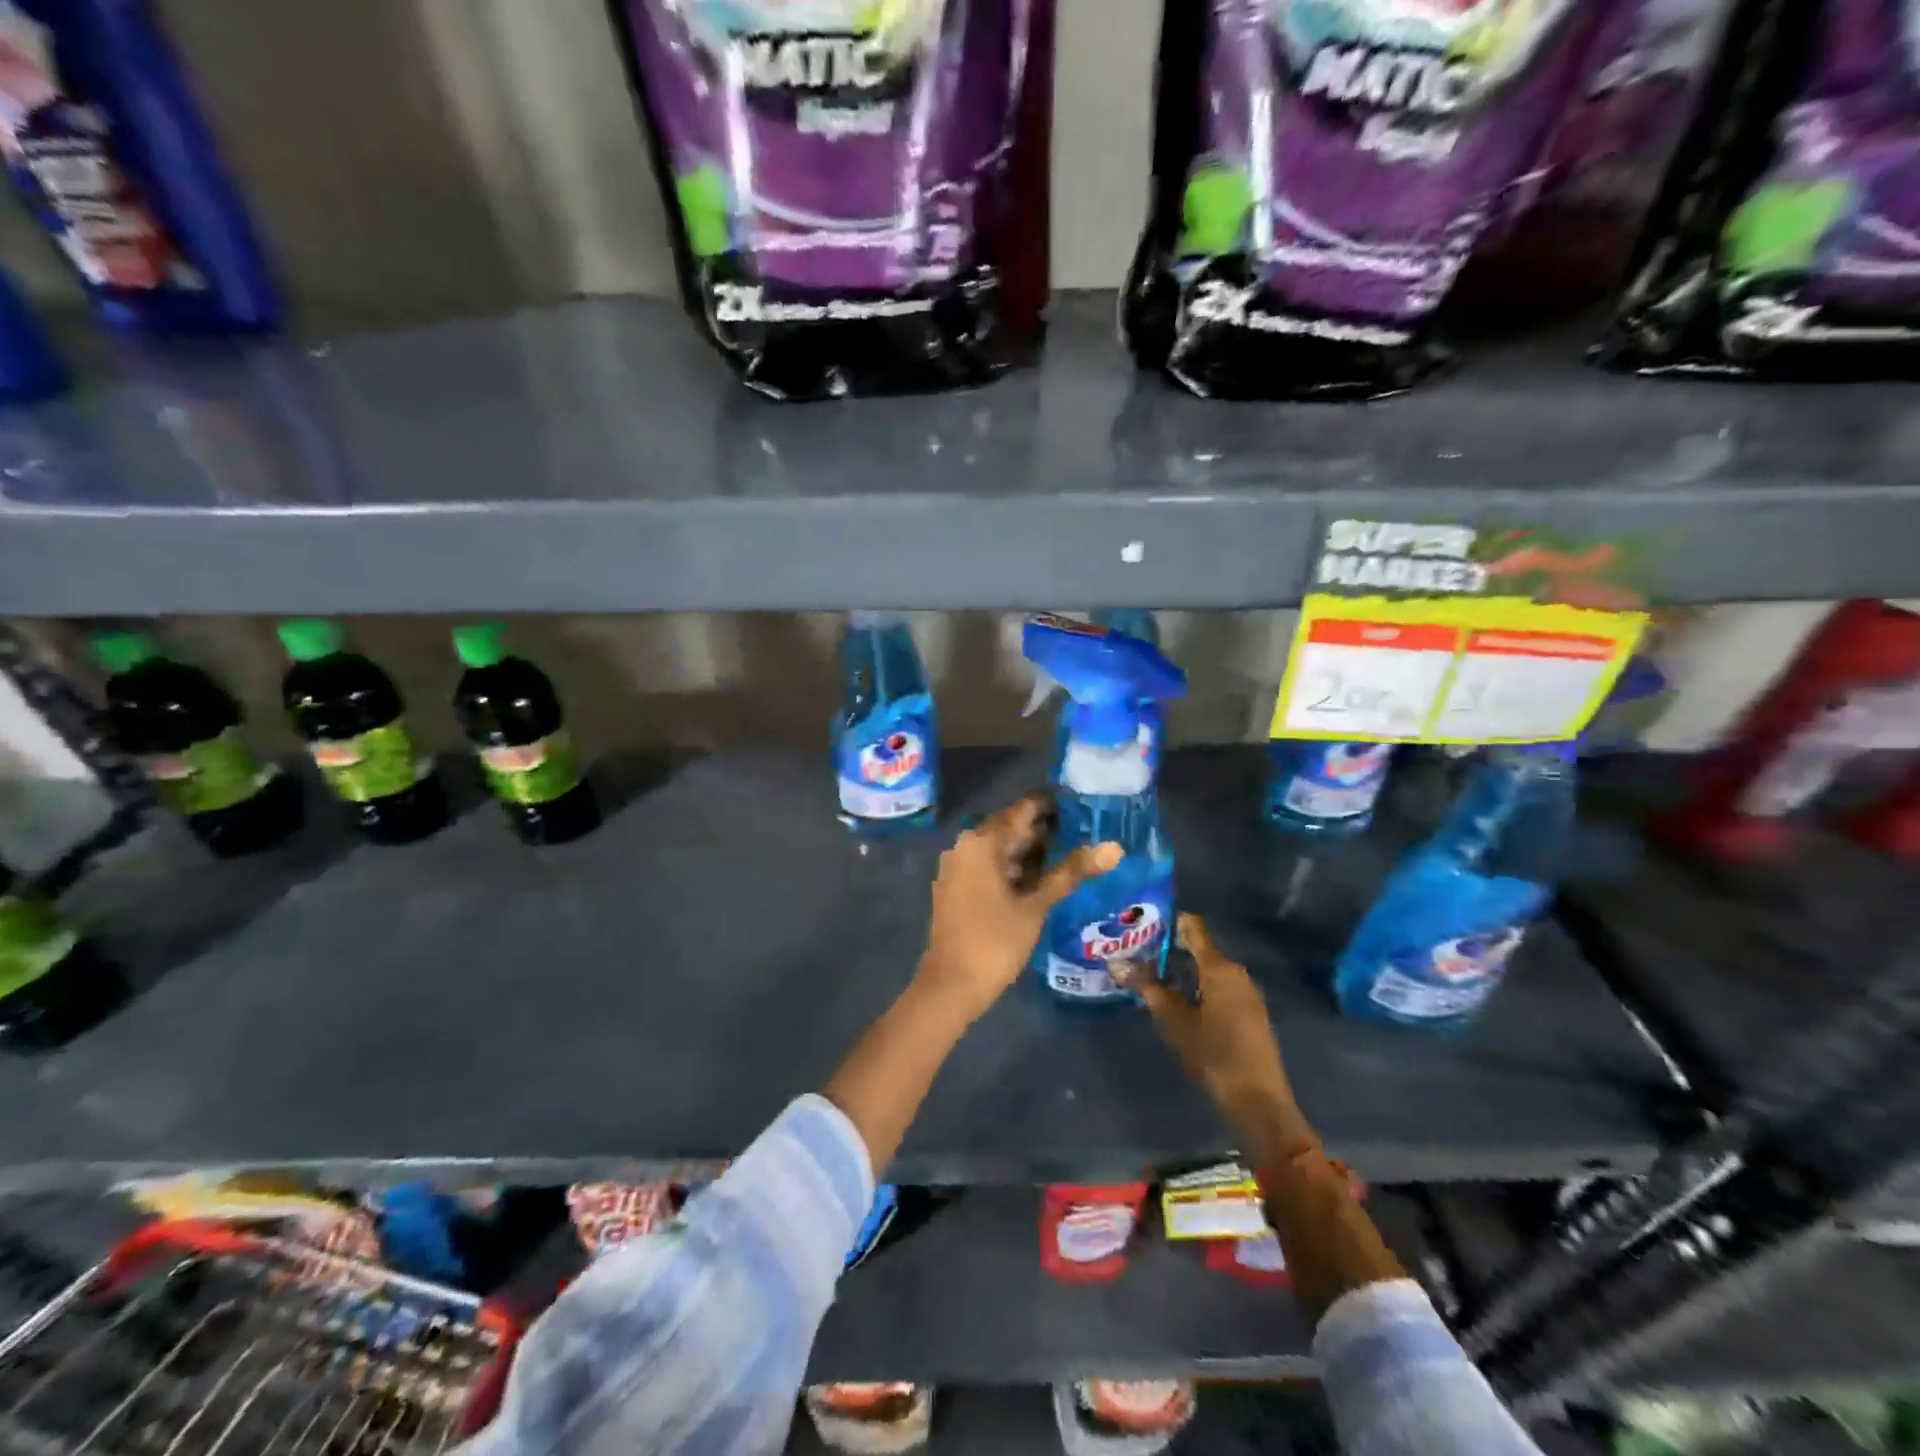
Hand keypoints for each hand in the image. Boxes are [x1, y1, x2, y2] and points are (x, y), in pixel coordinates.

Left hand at [917, 792, 1121, 1022]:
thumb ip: (1071, 872)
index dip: (1051, 805)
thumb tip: (1115, 847)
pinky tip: (1040, 877)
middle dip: (1043, 828)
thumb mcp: (1037, 905)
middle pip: (1009, 827)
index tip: (1080, 802)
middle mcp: (964, 846)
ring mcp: (957, 867)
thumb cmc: (995, 941)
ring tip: (1068, 851)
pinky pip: (988, 865)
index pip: (1022, 810)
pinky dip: (1013, 867)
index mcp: (981, 842)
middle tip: (1082, 829)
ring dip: (1029, 850)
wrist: (951, 985)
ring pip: (999, 848)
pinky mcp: (957, 887)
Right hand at [1119, 914, 1308, 1160]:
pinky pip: (1217, 986)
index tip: (1139, 923)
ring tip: (1148, 974)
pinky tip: (1174, 999)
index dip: (1167, 921)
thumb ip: (1147, 987)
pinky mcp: (1247, 1012)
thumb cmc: (1213, 1053)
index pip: (1193, 927)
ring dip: (1180, 969)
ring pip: (1207, 968)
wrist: (1258, 1100)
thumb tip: (1117, 962)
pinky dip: (1194, 985)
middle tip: (1135, 951)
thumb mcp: (1173, 1019)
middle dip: (1168, 947)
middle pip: (1199, 947)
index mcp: (1219, 967)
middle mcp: (1235, 972)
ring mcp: (1245, 993)